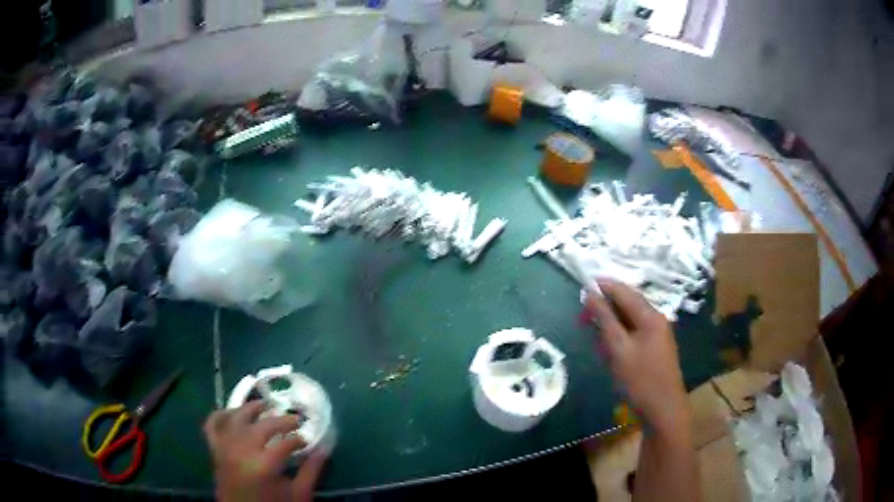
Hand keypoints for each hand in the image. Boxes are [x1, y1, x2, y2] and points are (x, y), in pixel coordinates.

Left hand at [204, 401, 327, 501]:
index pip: (285, 443)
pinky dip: (220, 415)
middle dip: (280, 420)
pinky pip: (212, 425)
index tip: (306, 441)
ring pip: (235, 418)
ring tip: (264, 405)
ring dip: (250, 408)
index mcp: (264, 466)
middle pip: (261, 426)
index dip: (298, 439)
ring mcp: (225, 449)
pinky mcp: (214, 451)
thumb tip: (323, 449)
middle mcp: (241, 452)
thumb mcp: (299, 494)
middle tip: (293, 420)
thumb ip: (311, 472)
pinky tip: (232, 412)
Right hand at [586, 280, 689, 433]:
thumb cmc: (640, 380)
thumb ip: (605, 320)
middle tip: (583, 321)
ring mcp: (658, 334)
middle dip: (605, 309)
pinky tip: (610, 352)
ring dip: (611, 325)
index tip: (581, 287)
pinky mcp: (656, 348)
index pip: (624, 291)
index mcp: (650, 316)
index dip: (603, 287)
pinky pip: (634, 333)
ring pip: (630, 320)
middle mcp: (657, 319)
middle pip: (628, 304)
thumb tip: (590, 293)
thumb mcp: (618, 349)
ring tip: (596, 341)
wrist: (663, 409)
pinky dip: (620, 337)